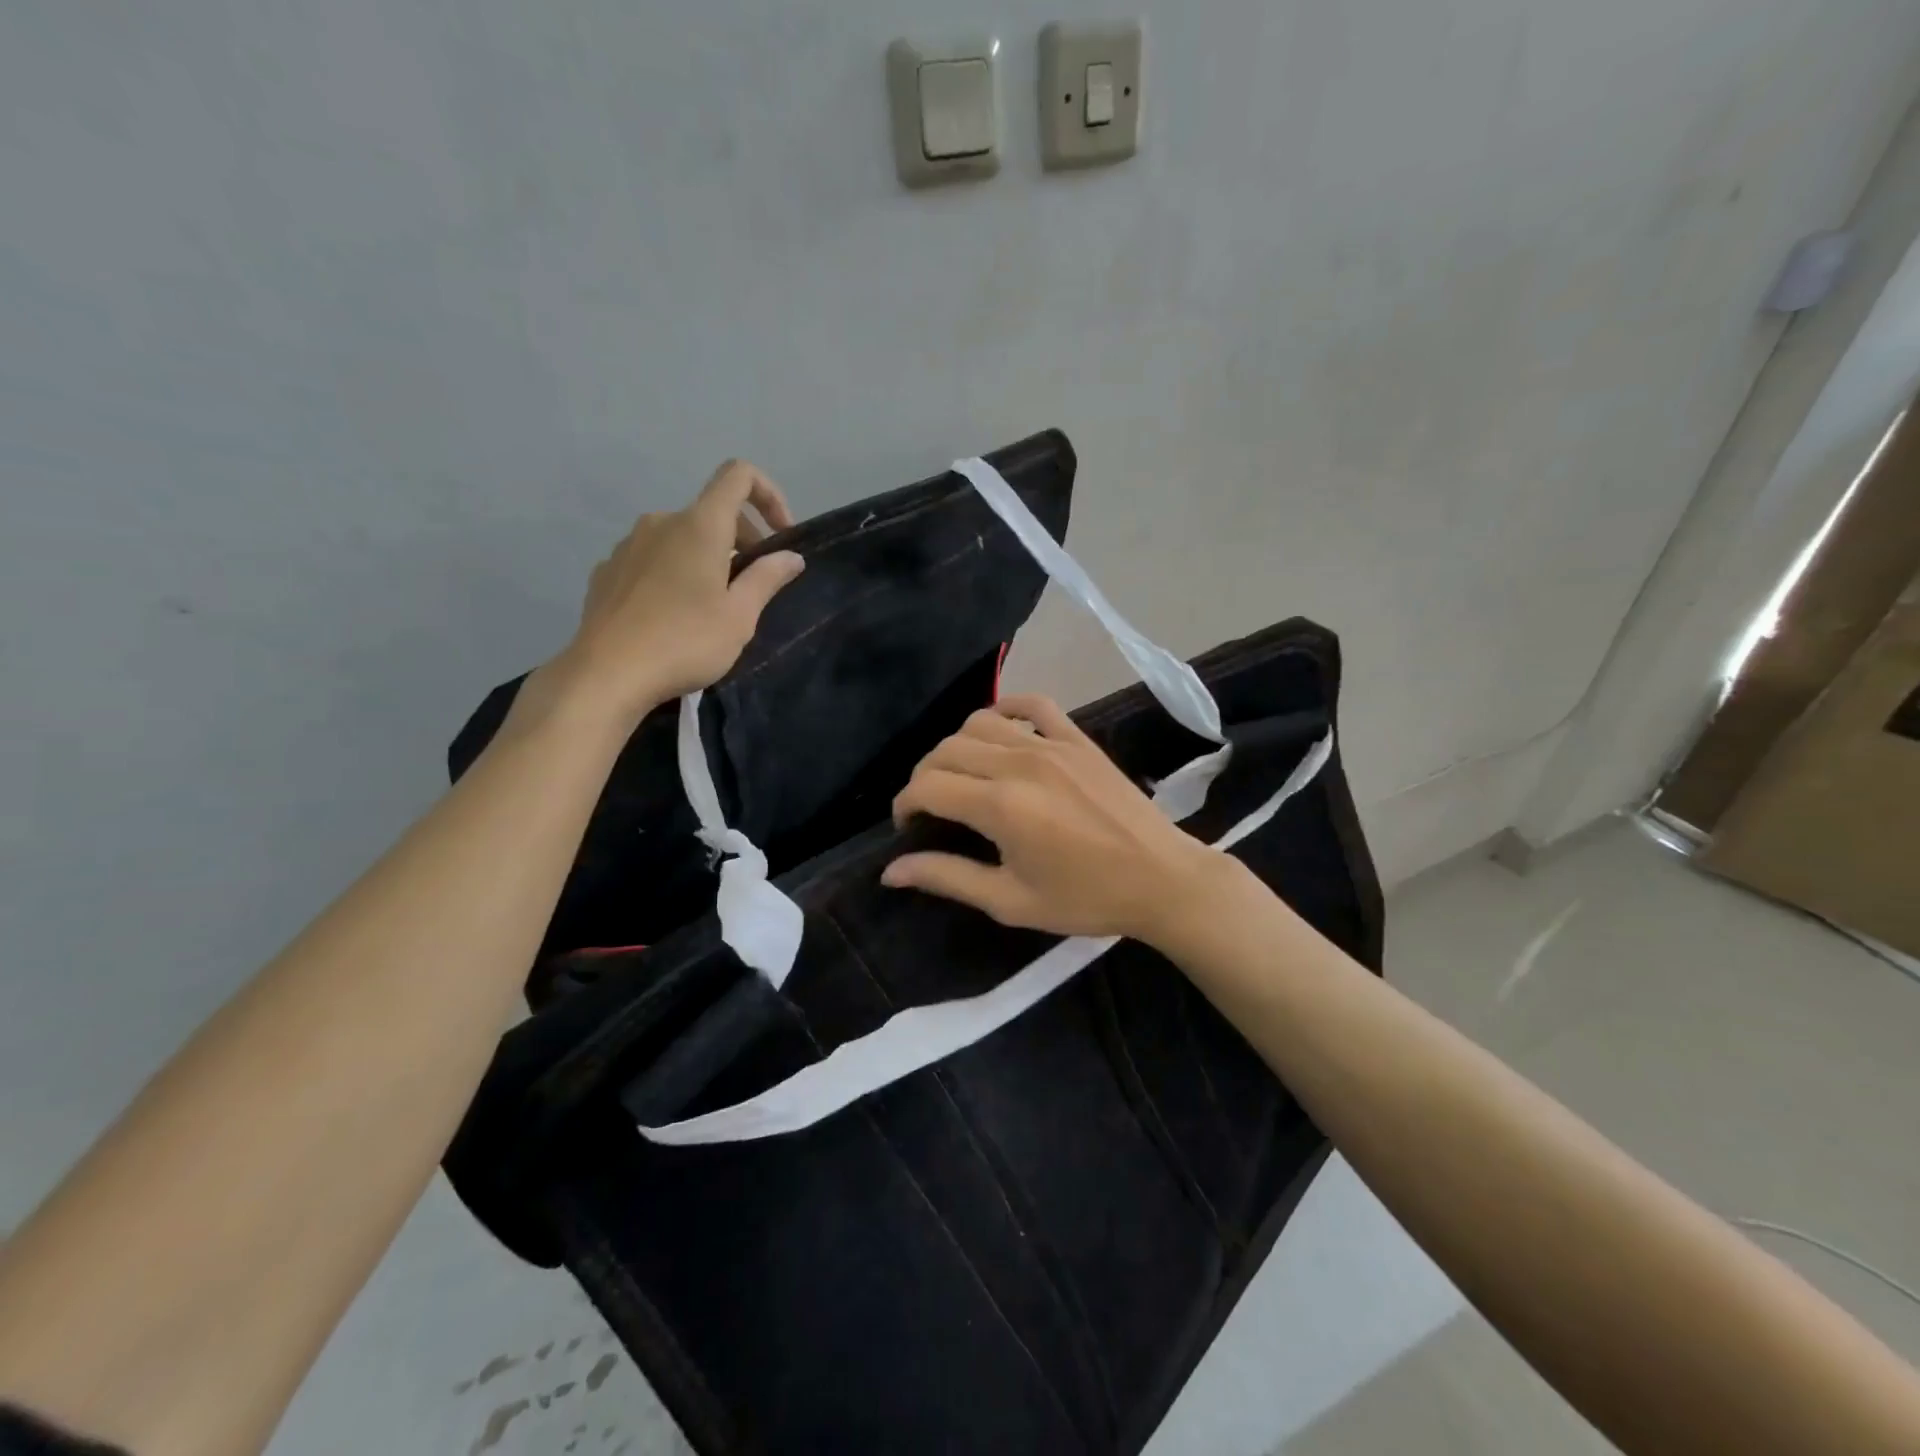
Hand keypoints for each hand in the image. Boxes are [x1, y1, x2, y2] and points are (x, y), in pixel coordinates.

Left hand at [532, 461, 803, 728]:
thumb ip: (767, 578)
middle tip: (754, 585)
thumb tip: (791, 557)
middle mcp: (661, 522)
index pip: (738, 476)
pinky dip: (675, 573)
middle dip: (743, 539)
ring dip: (707, 558)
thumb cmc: (685, 641)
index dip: (768, 494)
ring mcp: (628, 545)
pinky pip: (653, 559)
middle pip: (712, 512)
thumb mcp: (740, 616)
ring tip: (713, 606)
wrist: (607, 674)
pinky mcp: (608, 571)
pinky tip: (674, 615)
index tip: (781, 535)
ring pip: (681, 538)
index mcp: (699, 525)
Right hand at [883, 694, 1226, 942]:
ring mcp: (1051, 744)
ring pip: (979, 723)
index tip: (908, 827)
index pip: (928, 786)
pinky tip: (998, 730)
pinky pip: (1031, 704)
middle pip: (946, 750)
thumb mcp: (1011, 901)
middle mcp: (1019, 763)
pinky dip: (1005, 709)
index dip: (905, 805)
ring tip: (960, 776)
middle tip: (930, 808)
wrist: (1162, 879)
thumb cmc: (1086, 898)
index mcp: (1001, 806)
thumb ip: (948, 878)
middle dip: (924, 776)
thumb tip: (891, 871)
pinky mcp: (1077, 738)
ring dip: (956, 746)